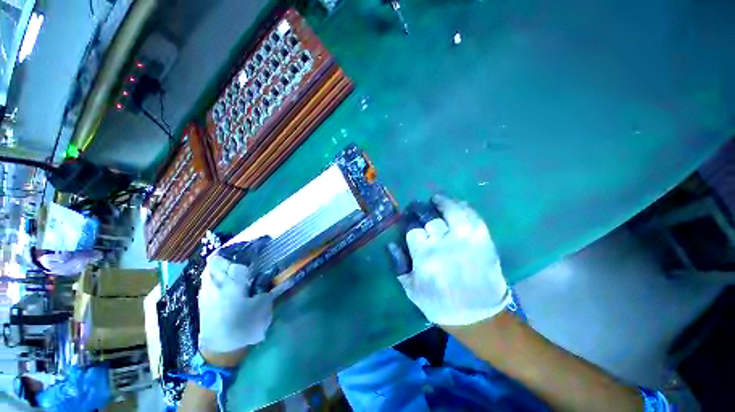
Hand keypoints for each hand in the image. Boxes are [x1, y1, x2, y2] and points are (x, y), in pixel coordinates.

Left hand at [198, 238, 275, 353]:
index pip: (242, 258)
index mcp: (233, 283)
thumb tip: (282, 276)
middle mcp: (216, 282)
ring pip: (211, 265)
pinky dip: (217, 269)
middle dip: (235, 249)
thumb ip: (271, 288)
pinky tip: (227, 275)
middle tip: (249, 249)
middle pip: (220, 257)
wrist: (219, 350)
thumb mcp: (263, 307)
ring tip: (237, 259)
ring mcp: (206, 289)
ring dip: (224, 258)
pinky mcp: (202, 296)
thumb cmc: (244, 327)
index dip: (254, 247)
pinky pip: (208, 275)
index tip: (264, 241)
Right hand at [398, 194, 510, 325]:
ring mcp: (466, 241)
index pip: (413, 230)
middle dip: (422, 209)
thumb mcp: (411, 289)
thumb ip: (398, 264)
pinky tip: (457, 206)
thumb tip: (391, 243)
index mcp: (425, 257)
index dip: (410, 224)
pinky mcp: (484, 241)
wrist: (479, 317)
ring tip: (437, 199)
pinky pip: (473, 217)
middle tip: (419, 207)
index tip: (409, 221)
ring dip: (443, 202)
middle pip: (430, 218)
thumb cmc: (439, 304)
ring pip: (453, 211)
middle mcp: (444, 245)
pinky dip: (464, 208)